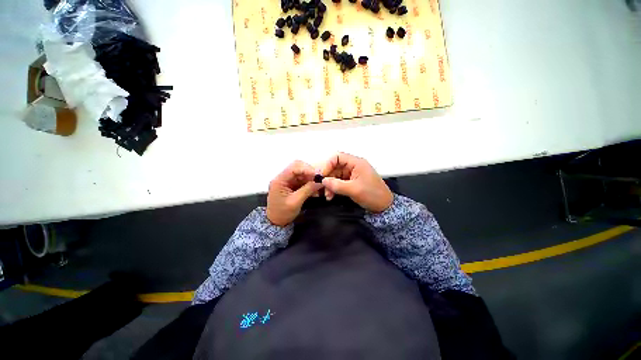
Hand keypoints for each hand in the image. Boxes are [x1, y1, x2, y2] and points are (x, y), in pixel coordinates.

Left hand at [267, 160, 323, 226]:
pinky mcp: (291, 185)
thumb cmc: (283, 213)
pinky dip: (309, 183)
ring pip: (301, 173)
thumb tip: (320, 182)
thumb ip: (307, 190)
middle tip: (318, 179)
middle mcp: (282, 177)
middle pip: (297, 167)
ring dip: (310, 178)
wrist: (276, 222)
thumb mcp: (296, 202)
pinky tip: (314, 189)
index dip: (306, 169)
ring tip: (318, 185)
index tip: (317, 175)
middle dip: (309, 172)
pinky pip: (302, 180)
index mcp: (279, 180)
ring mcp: (287, 181)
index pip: (294, 168)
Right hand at [320, 153, 392, 212]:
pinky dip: (334, 188)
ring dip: (330, 185)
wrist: (384, 206)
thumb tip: (323, 180)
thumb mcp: (354, 190)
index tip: (321, 176)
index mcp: (357, 163)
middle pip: (335, 167)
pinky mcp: (352, 182)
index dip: (328, 165)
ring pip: (336, 176)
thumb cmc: (373, 195)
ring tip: (327, 196)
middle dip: (328, 178)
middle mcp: (354, 166)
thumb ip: (337, 184)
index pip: (338, 157)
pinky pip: (339, 182)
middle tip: (322, 188)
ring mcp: (352, 174)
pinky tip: (331, 196)